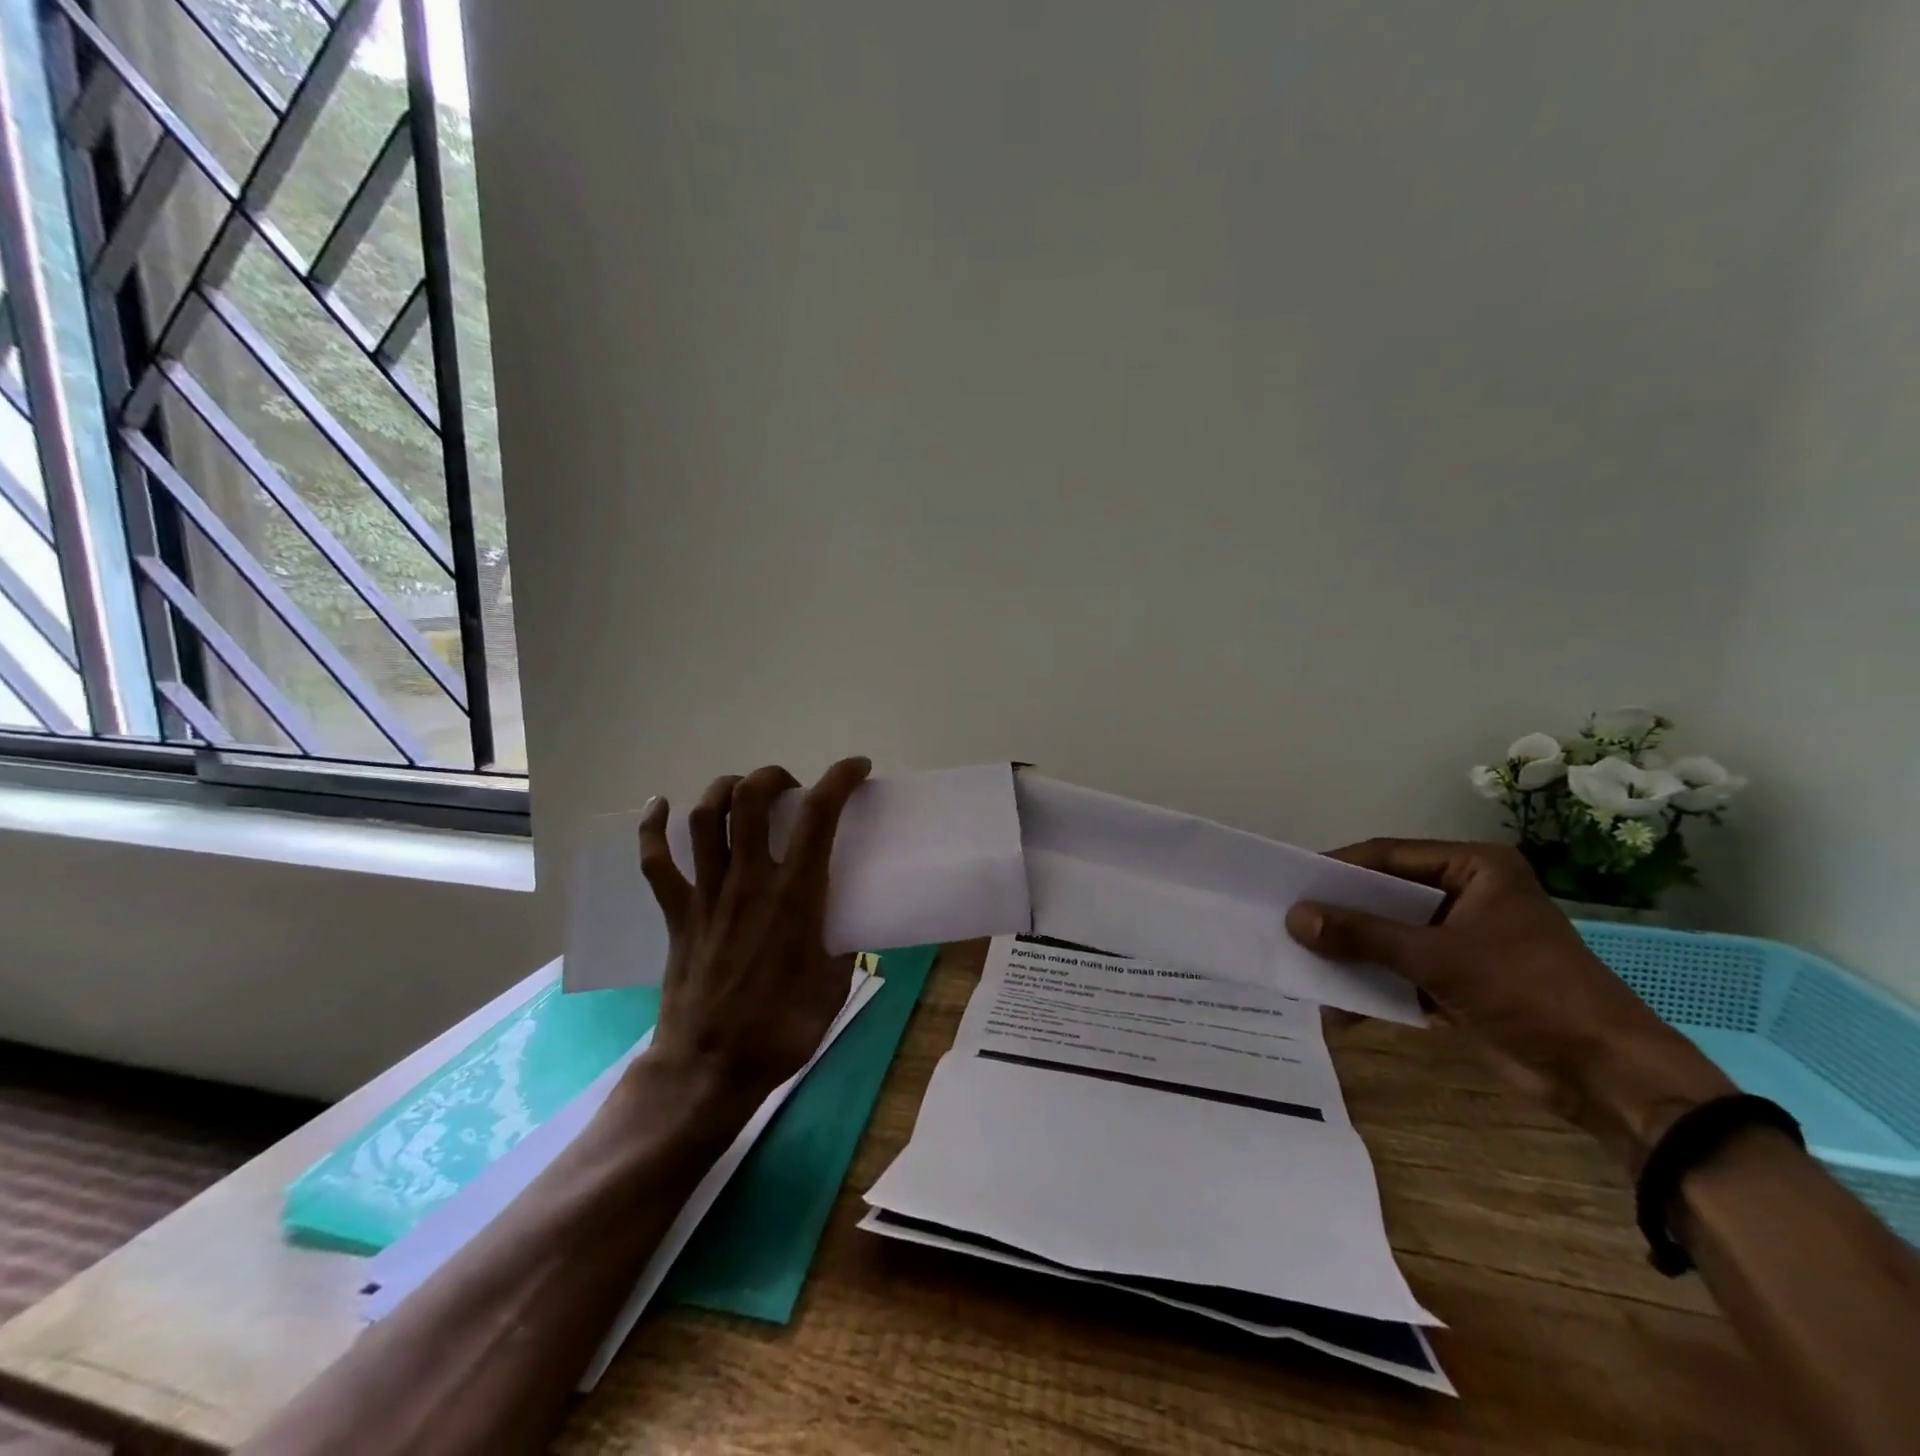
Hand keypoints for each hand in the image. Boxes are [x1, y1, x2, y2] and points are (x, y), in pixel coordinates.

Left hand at [635, 757, 871, 1109]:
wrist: (709, 1069)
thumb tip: (845, 925)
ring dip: (724, 789)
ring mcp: (707, 894)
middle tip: (790, 788)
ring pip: (704, 818)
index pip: (819, 816)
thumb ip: (843, 944)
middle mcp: (749, 881)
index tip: (856, 768)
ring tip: (742, 789)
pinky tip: (658, 804)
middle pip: (751, 799)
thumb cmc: (781, 1030)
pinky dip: (652, 828)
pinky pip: (656, 862)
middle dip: (774, 776)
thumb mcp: (835, 985)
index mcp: (795, 896)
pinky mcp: (677, 913)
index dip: (839, 780)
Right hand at [1285, 839, 1734, 1172]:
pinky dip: (1372, 983)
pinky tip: (1337, 1003)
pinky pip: (1401, 969)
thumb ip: (1363, 935)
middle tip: (1286, 920)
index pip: (1388, 855)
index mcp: (1474, 868)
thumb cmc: (1528, 991)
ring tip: (1301, 959)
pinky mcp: (1459, 978)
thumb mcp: (1438, 957)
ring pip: (1389, 934)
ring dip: (1351, 951)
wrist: (1606, 1076)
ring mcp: (1462, 938)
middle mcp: (1466, 894)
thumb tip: (1294, 918)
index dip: (1338, 868)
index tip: (1290, 883)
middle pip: (1385, 895)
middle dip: (1340, 914)